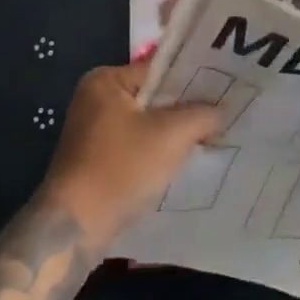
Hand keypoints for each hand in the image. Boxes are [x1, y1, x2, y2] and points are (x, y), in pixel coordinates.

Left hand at [39, 60, 221, 246]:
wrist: (76, 228)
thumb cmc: (121, 168)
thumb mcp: (172, 135)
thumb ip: (202, 115)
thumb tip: (220, 112)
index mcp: (105, 80)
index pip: (160, 70)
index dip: (193, 80)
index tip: (223, 90)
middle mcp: (94, 100)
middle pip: (154, 98)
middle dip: (185, 110)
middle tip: (221, 115)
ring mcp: (92, 132)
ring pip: (146, 124)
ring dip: (173, 134)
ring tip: (208, 138)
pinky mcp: (95, 161)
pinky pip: (136, 146)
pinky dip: (157, 153)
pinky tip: (182, 162)